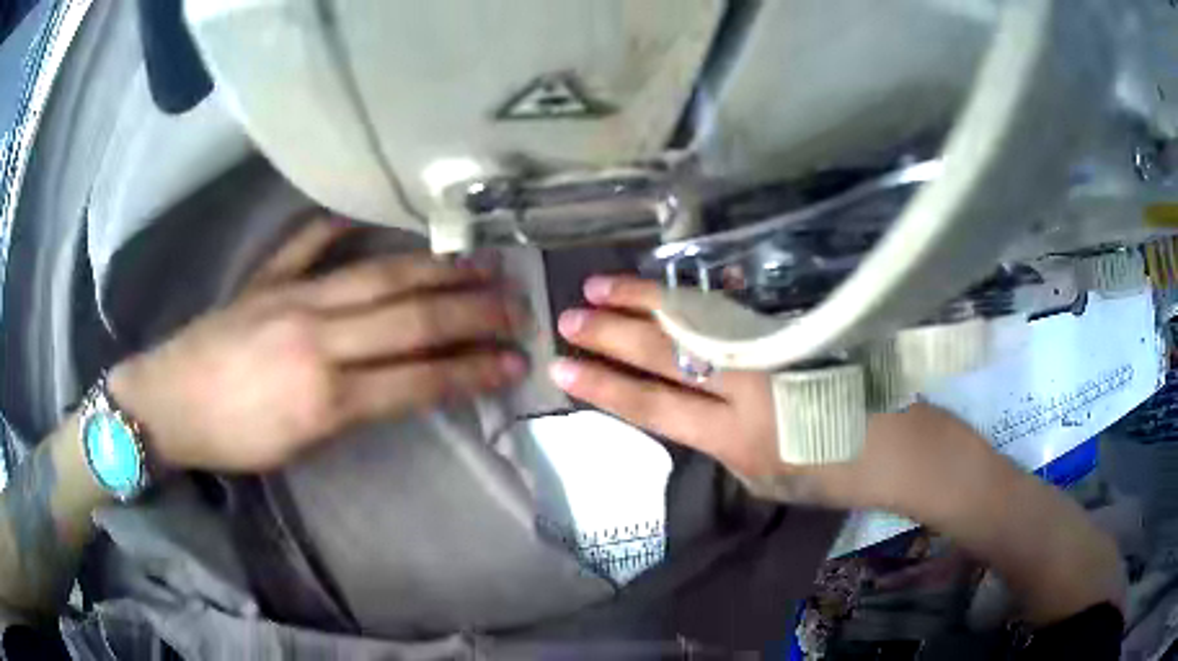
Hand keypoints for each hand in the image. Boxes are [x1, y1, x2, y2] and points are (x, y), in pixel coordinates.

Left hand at [108, 215, 528, 472]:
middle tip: (517, 304)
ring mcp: (291, 295)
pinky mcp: (267, 276)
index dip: (472, 369)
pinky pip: (311, 241)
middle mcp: (317, 336)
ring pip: (378, 274)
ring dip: (435, 268)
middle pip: (410, 317)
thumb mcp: (301, 446)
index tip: (515, 362)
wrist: (169, 403)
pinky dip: (343, 225)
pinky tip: (373, 216)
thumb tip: (406, 382)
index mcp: (325, 396)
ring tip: (479, 262)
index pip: (418, 378)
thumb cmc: (233, 440)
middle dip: (472, 312)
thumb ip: (357, 409)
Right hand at [548, 275, 1000, 514]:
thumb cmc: (832, 476)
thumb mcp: (765, 479)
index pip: (655, 405)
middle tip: (568, 316)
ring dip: (644, 300)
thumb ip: (723, 442)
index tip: (563, 367)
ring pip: (695, 318)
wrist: (900, 447)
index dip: (604, 386)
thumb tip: (693, 404)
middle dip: (611, 334)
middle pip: (666, 353)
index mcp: (737, 438)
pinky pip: (732, 307)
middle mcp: (749, 387)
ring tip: (601, 285)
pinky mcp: (793, 328)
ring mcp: (773, 349)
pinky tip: (665, 285)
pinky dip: (692, 294)